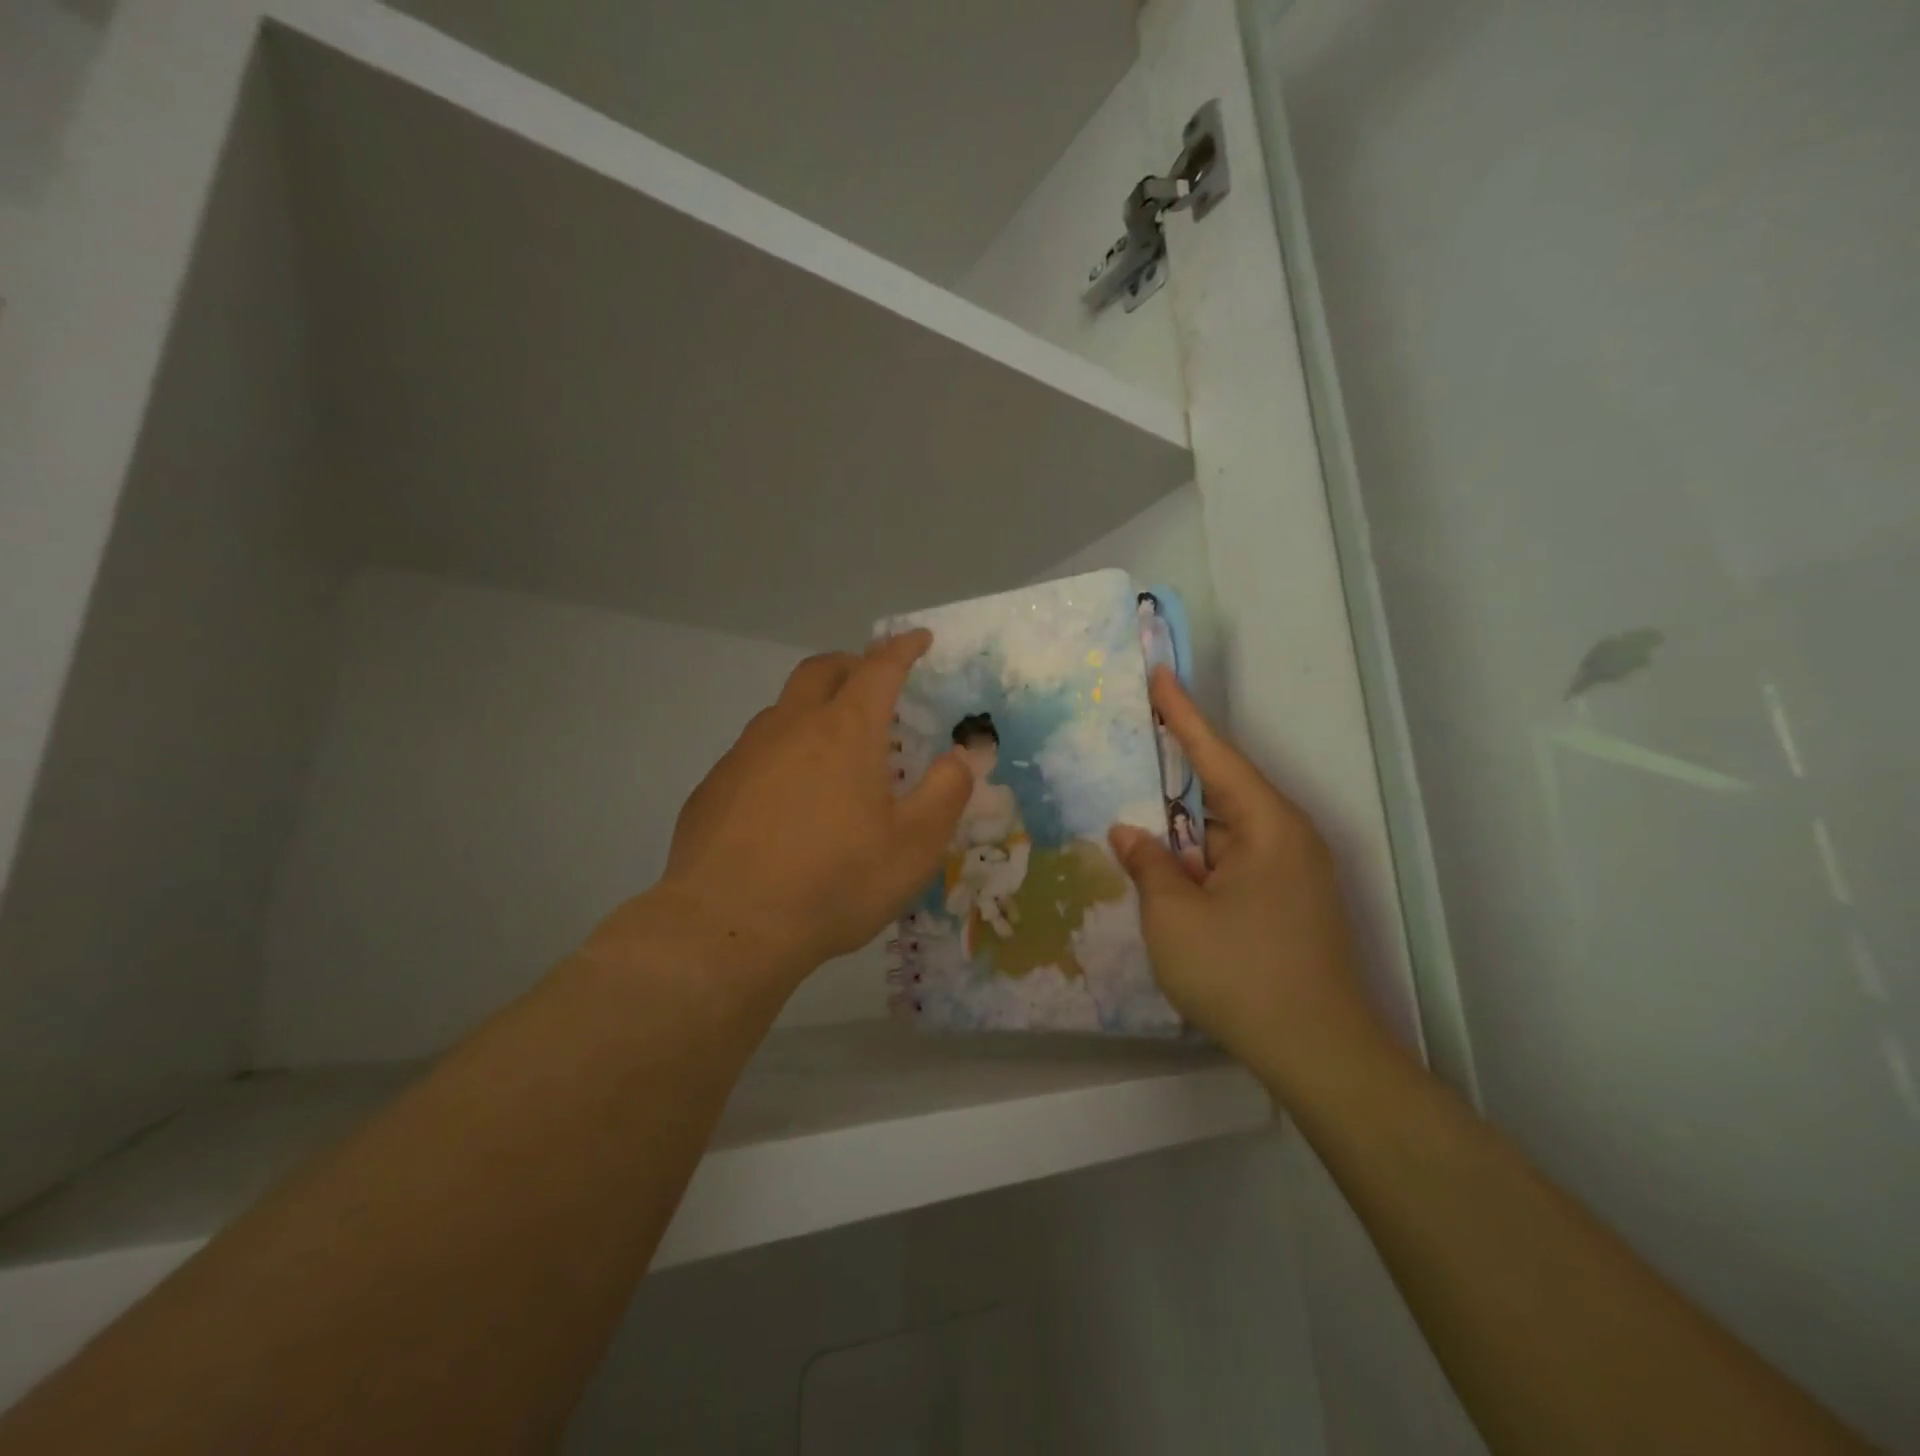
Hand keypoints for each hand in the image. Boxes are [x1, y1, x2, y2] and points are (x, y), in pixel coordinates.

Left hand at [648, 631, 971, 979]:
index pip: (880, 668)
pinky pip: (755, 751)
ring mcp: (745, 753)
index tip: (918, 638)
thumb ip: (945, 792)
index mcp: (846, 731)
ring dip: (813, 709)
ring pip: (783, 709)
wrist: (728, 926)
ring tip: (832, 747)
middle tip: (872, 681)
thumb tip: (960, 755)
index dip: (903, 648)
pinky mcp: (714, 785)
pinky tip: (786, 798)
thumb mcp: (913, 846)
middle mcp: (791, 726)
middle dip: (852, 665)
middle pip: (822, 671)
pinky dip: (782, 752)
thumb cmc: (834, 882)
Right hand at [1109, 669, 1388, 1097]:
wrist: (1318, 1055)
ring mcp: (1290, 874)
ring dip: (1181, 828)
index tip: (1159, 675)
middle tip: (1130, 743)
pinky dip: (1197, 860)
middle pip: (1221, 791)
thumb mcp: (1175, 917)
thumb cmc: (1241, 974)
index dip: (1182, 714)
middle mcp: (1287, 838)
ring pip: (1223, 833)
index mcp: (1268, 825)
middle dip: (1173, 773)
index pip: (1216, 754)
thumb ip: (1148, 864)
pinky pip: (1232, 864)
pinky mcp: (1286, 904)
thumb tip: (1130, 834)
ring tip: (1132, 809)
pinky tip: (1164, 867)